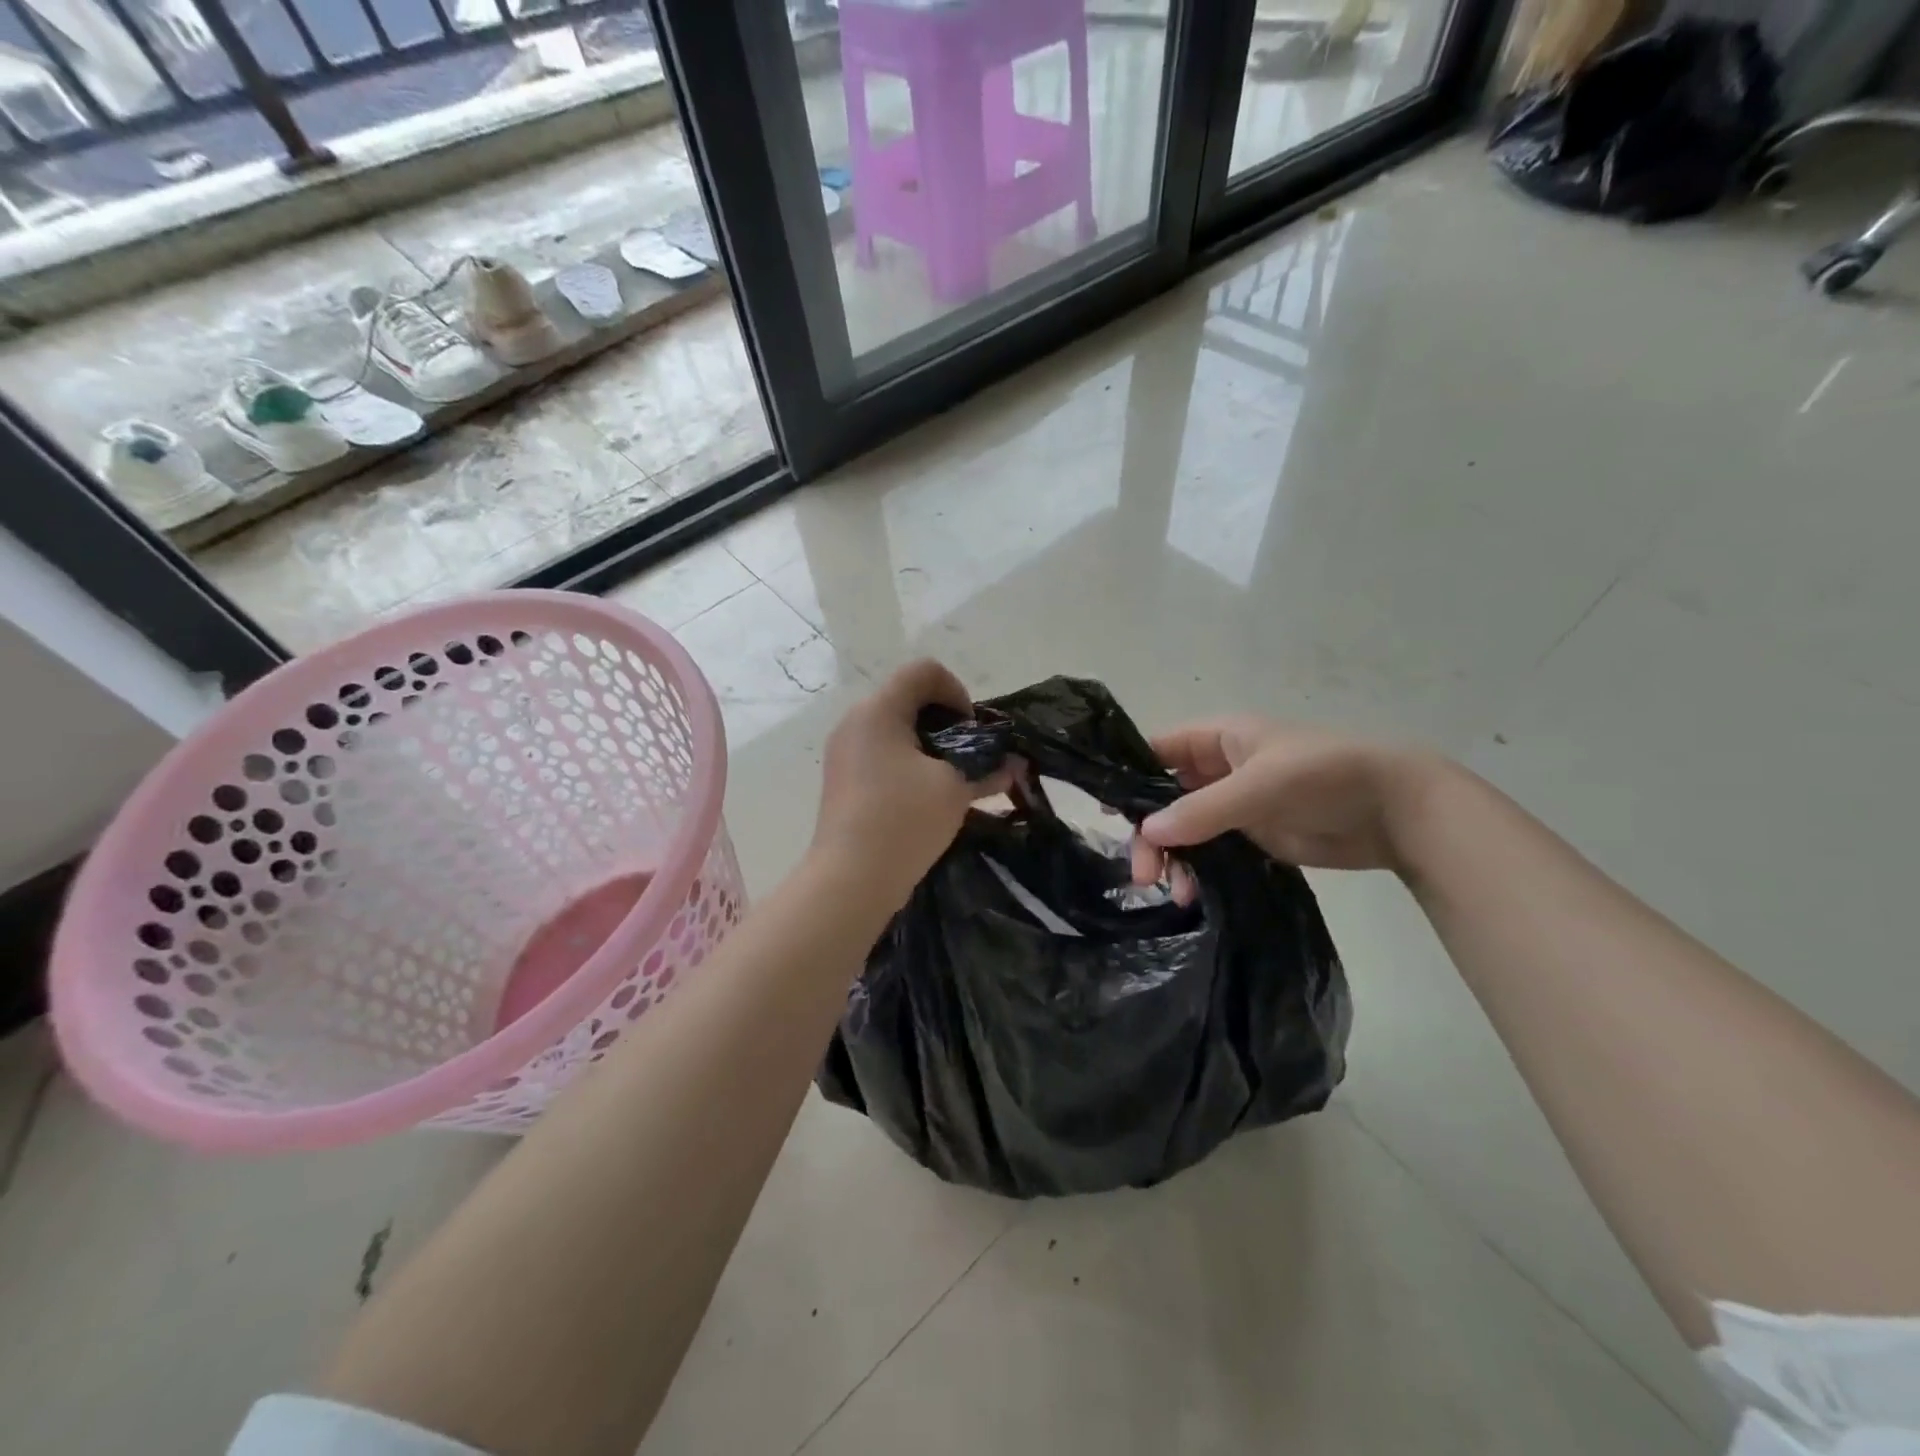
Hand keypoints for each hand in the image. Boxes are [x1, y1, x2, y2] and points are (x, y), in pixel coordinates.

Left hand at [812, 660, 1005, 907]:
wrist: (850, 880)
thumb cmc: (903, 820)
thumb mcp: (954, 789)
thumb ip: (987, 769)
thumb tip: (1014, 766)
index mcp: (878, 710)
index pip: (924, 671)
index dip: (957, 692)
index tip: (970, 733)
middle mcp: (855, 721)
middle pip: (909, 697)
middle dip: (946, 722)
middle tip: (967, 758)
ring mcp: (844, 751)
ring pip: (896, 728)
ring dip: (929, 745)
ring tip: (950, 781)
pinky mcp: (843, 778)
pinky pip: (882, 753)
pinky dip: (908, 763)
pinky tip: (926, 797)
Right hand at [1130, 716, 1447, 896]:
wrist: (1397, 810)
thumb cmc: (1324, 776)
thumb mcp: (1260, 785)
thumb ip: (1202, 808)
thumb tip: (1146, 831)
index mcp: (1218, 739)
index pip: (1158, 749)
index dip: (1128, 775)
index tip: (1108, 812)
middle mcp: (1218, 770)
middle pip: (1164, 797)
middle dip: (1150, 834)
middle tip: (1143, 874)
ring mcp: (1234, 806)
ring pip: (1183, 829)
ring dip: (1172, 858)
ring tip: (1174, 893)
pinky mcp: (1252, 837)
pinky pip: (1209, 853)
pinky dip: (1196, 871)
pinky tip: (1191, 895)